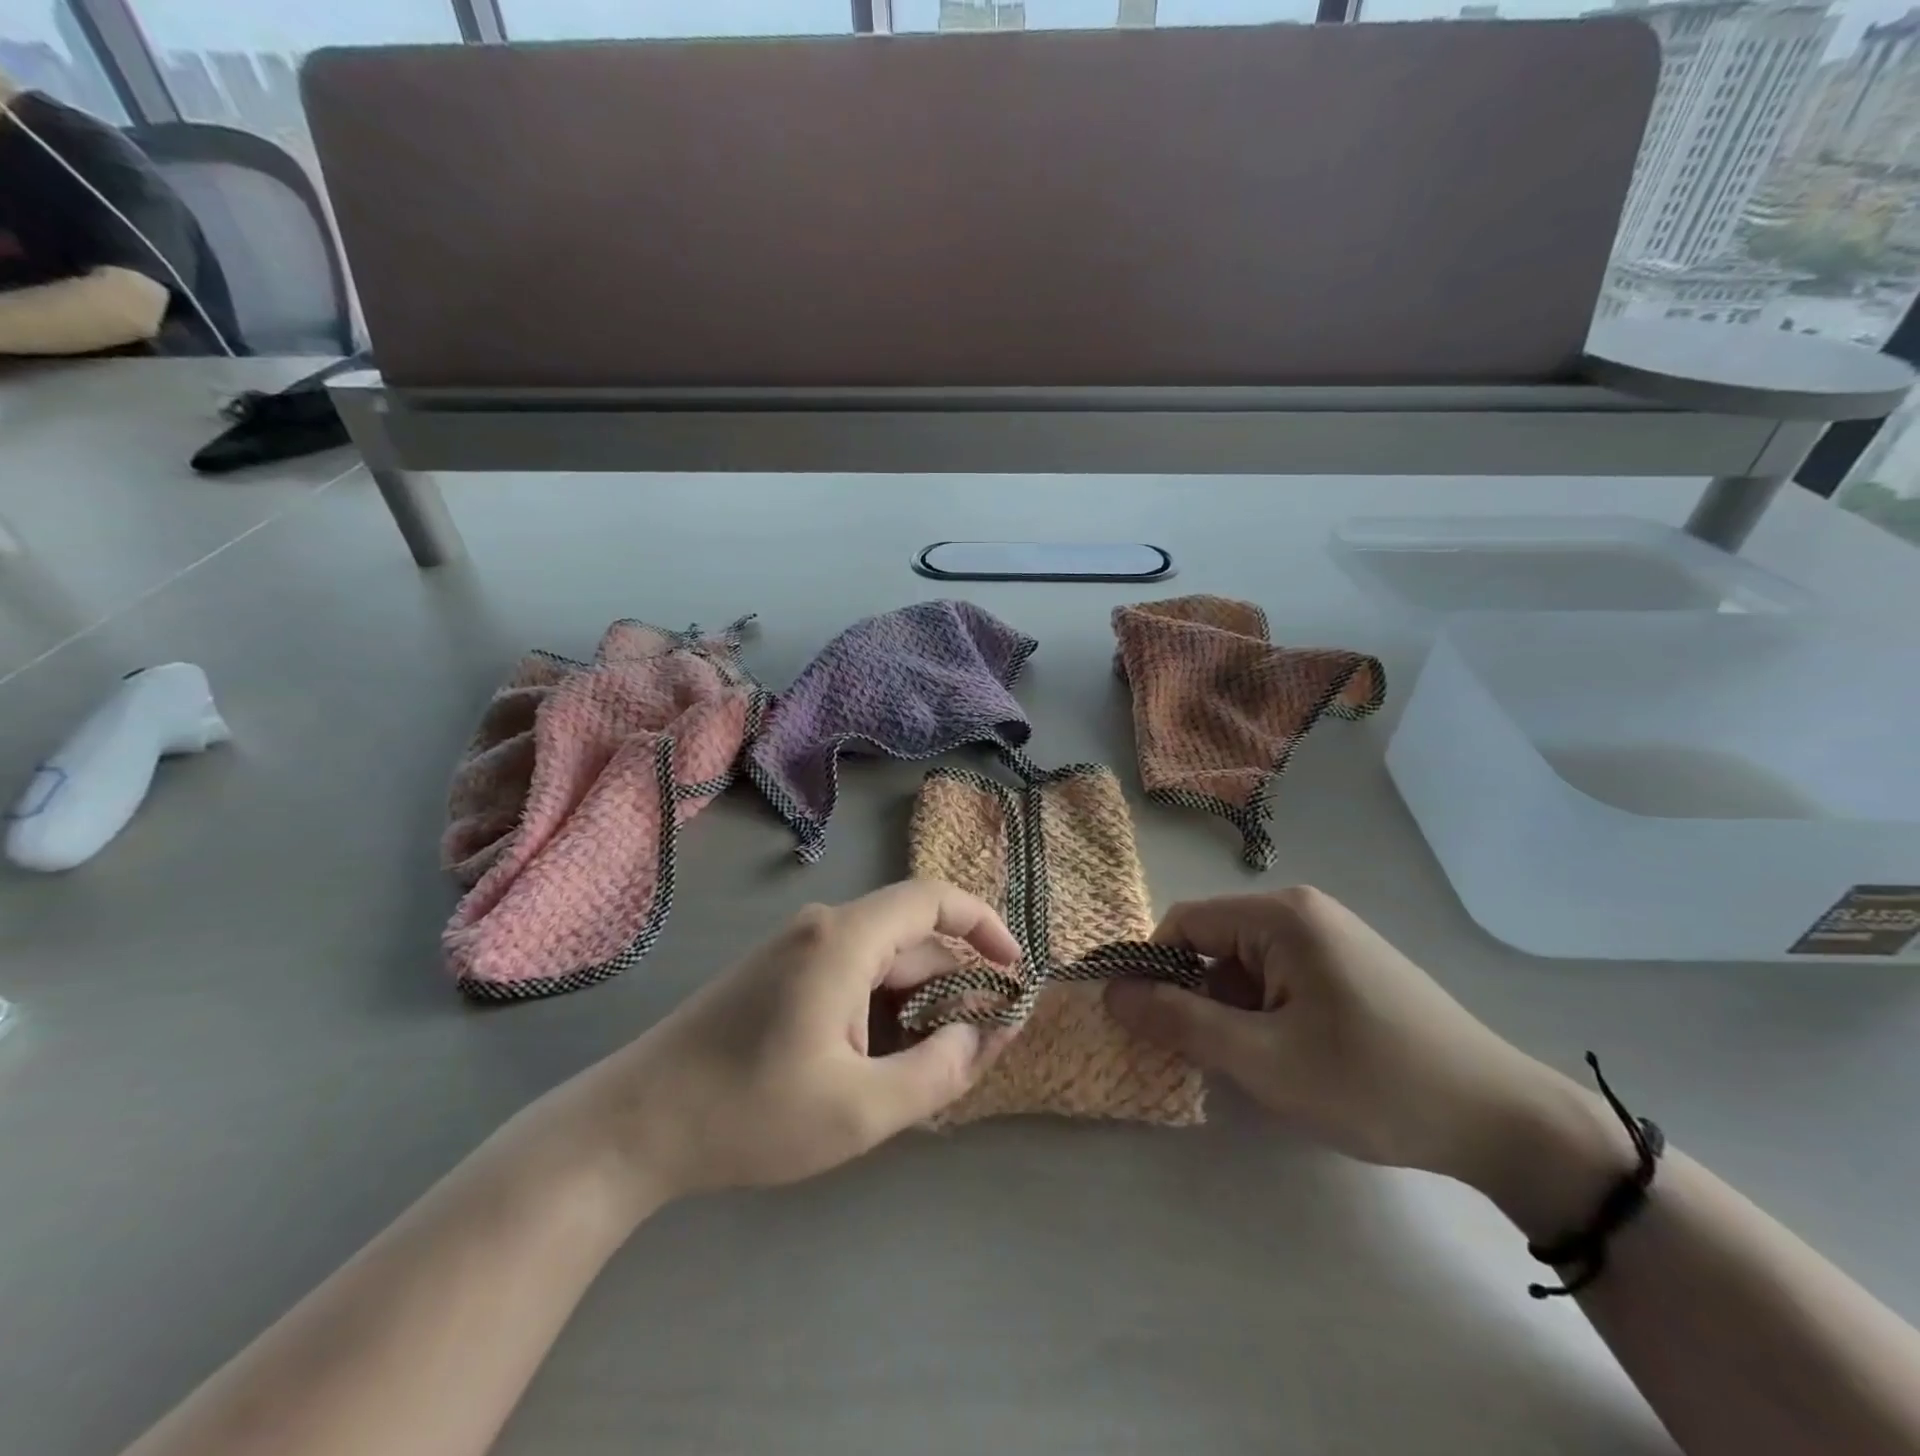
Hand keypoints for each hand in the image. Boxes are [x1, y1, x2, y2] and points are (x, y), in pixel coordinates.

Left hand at [558, 880, 1019, 1209]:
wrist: (635, 1125)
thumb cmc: (750, 1113)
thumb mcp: (861, 1108)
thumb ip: (938, 1071)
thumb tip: (982, 1034)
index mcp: (845, 939)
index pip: (933, 898)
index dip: (984, 923)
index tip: (1014, 970)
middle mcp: (822, 930)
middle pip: (910, 939)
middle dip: (953, 986)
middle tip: (977, 1048)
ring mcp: (795, 952)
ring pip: (880, 964)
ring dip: (915, 1007)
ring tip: (929, 1071)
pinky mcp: (777, 978)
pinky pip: (849, 979)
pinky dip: (880, 1012)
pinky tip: (879, 1065)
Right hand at [1104, 887, 1576, 1190]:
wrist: (1503, 1122)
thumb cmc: (1373, 1082)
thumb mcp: (1263, 1061)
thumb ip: (1180, 1023)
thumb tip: (1112, 994)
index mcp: (1281, 915)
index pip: (1183, 924)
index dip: (1153, 971)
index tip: (1146, 1026)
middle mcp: (1301, 910)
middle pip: (1213, 944)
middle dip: (1197, 998)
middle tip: (1207, 1060)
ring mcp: (1329, 936)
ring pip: (1244, 965)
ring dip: (1232, 1012)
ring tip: (1258, 1067)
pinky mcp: (1346, 964)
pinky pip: (1277, 977)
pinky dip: (1264, 1014)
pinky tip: (1290, 1059)